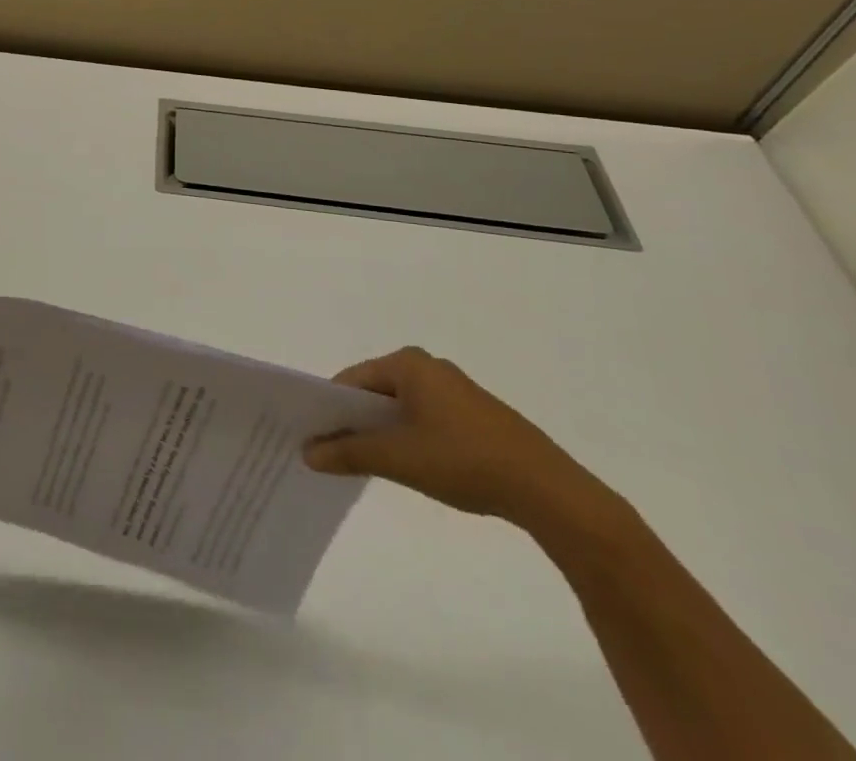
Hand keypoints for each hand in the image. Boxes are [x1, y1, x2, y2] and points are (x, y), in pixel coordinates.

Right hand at [303, 346, 611, 531]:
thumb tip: (307, 452)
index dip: (329, 409)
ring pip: (400, 407)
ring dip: (382, 432)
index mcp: (408, 363)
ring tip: (368, 464)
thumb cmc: (464, 461)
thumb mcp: (399, 459)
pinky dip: (409, 437)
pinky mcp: (474, 414)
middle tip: (333, 454)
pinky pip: (424, 417)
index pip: (351, 380)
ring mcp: (454, 390)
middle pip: (375, 391)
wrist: (548, 491)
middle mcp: (428, 366)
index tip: (313, 438)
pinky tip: (410, 466)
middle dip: (354, 421)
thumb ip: (349, 452)